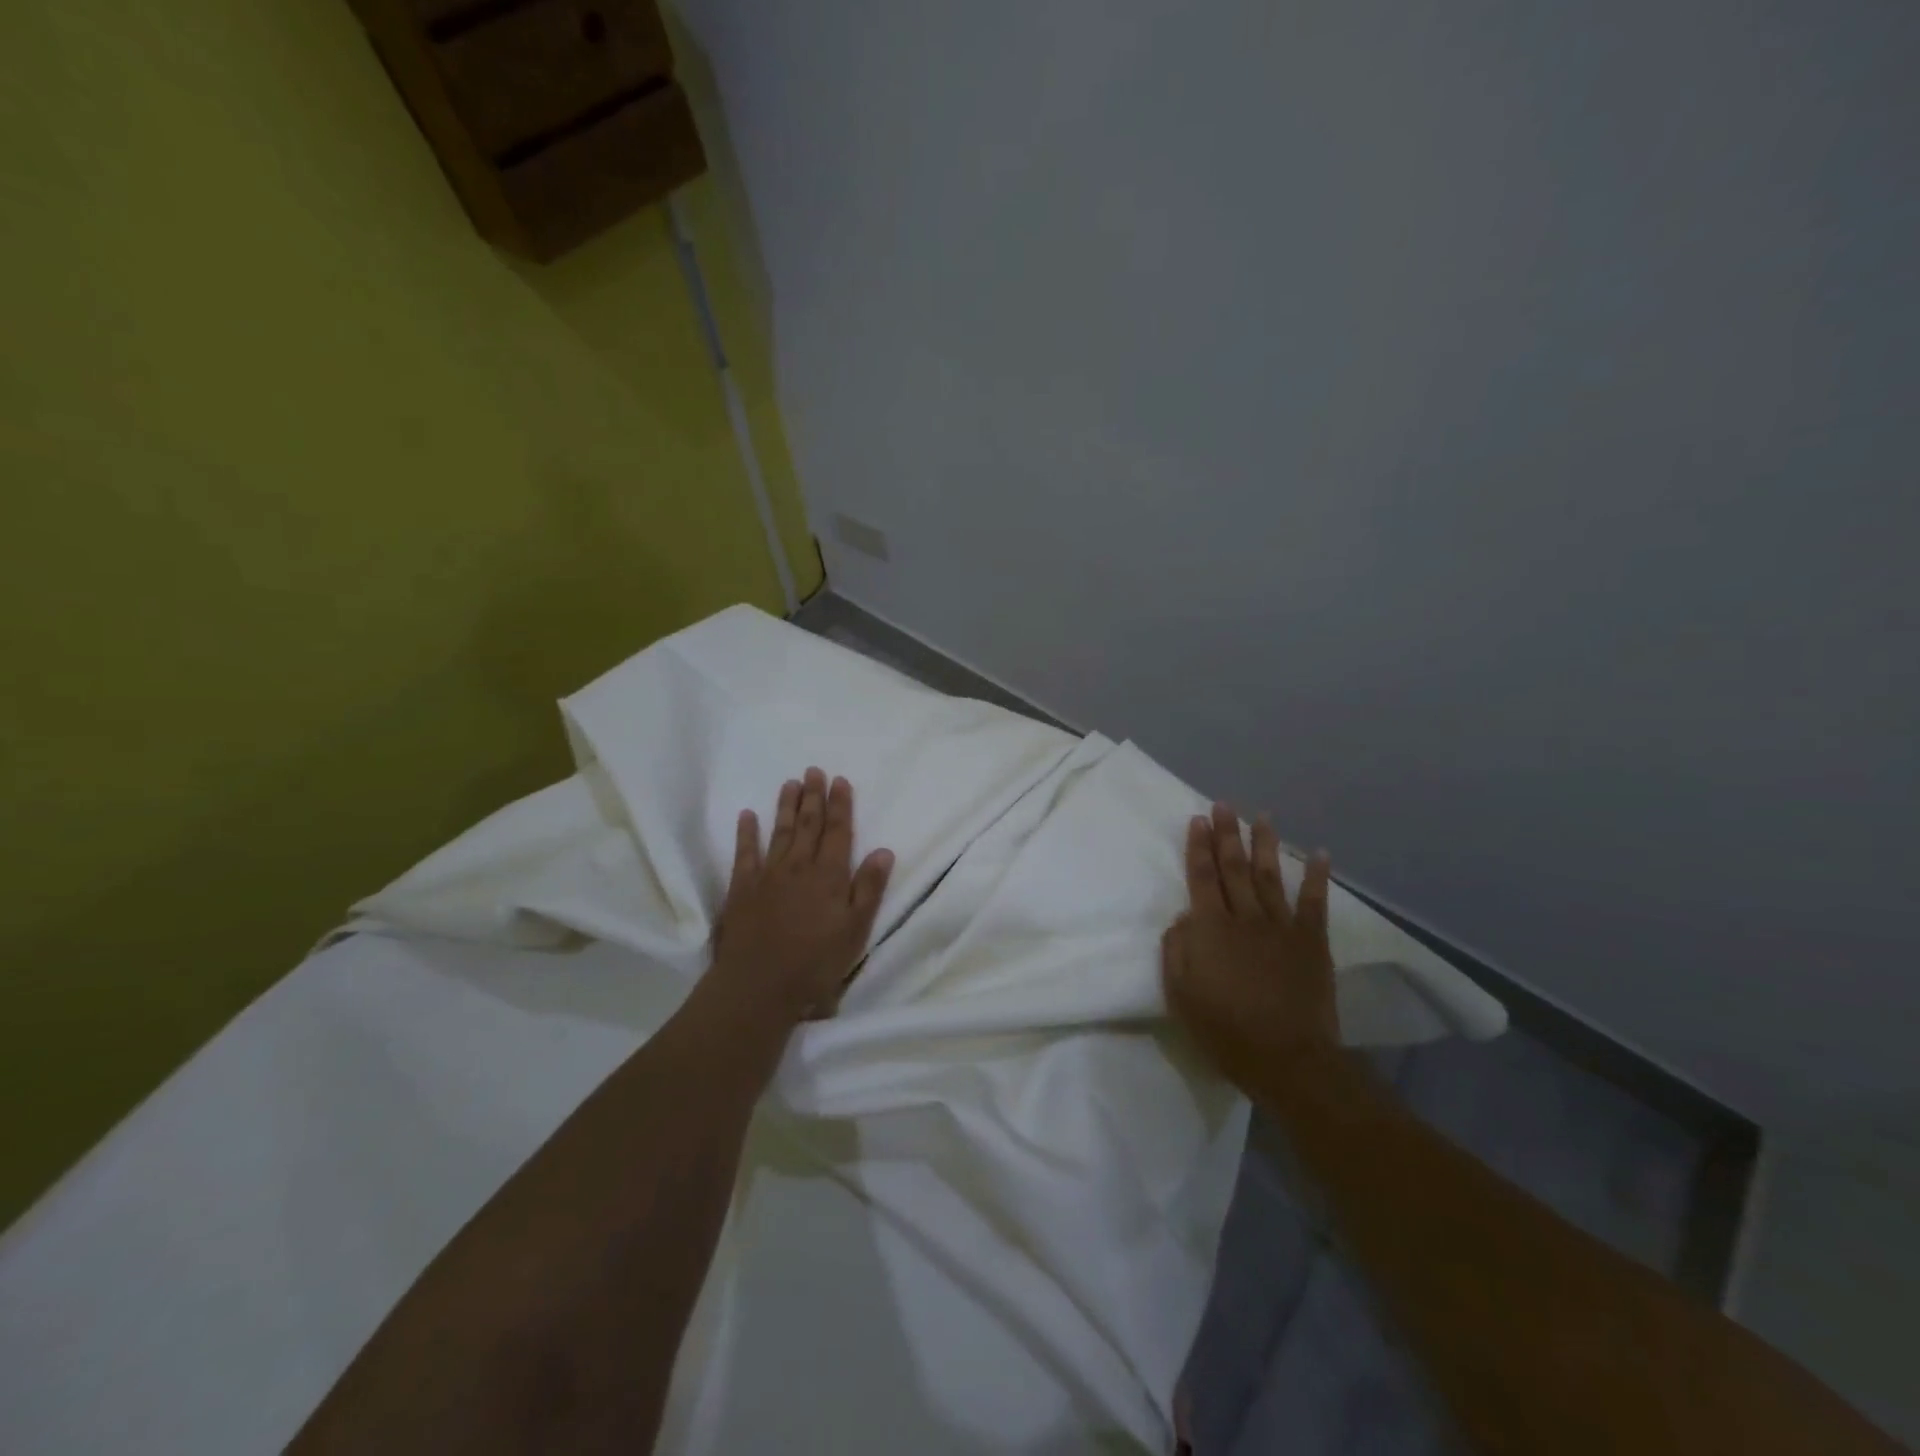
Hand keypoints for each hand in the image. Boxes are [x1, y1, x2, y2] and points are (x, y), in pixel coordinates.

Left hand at [712, 767, 894, 1021]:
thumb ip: (869, 889)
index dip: (841, 805)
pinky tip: (747, 815)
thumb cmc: (814, 964)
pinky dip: (746, 833)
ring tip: (790, 782)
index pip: (839, 832)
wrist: (758, 986)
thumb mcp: (855, 931)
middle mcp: (799, 867)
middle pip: (809, 824)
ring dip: (786, 806)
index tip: (841, 780)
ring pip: (780, 831)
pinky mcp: (741, 888)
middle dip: (814, 796)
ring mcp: (767, 875)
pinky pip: (744, 853)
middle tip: (814, 770)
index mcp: (829, 876)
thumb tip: (884, 851)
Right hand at [1161, 803, 1339, 1083]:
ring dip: (1265, 844)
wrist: (1287, 1058)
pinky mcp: (1311, 942)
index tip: (1197, 820)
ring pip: (1269, 876)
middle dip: (1227, 834)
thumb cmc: (1224, 1030)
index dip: (1198, 847)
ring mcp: (1281, 927)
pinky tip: (1320, 853)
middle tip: (1223, 805)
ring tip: (1261, 816)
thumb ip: (1177, 950)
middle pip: (1233, 868)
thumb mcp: (1180, 994)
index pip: (1201, 878)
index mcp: (1211, 929)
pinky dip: (1317, 876)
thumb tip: (1184, 917)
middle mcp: (1245, 918)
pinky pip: (1314, 903)